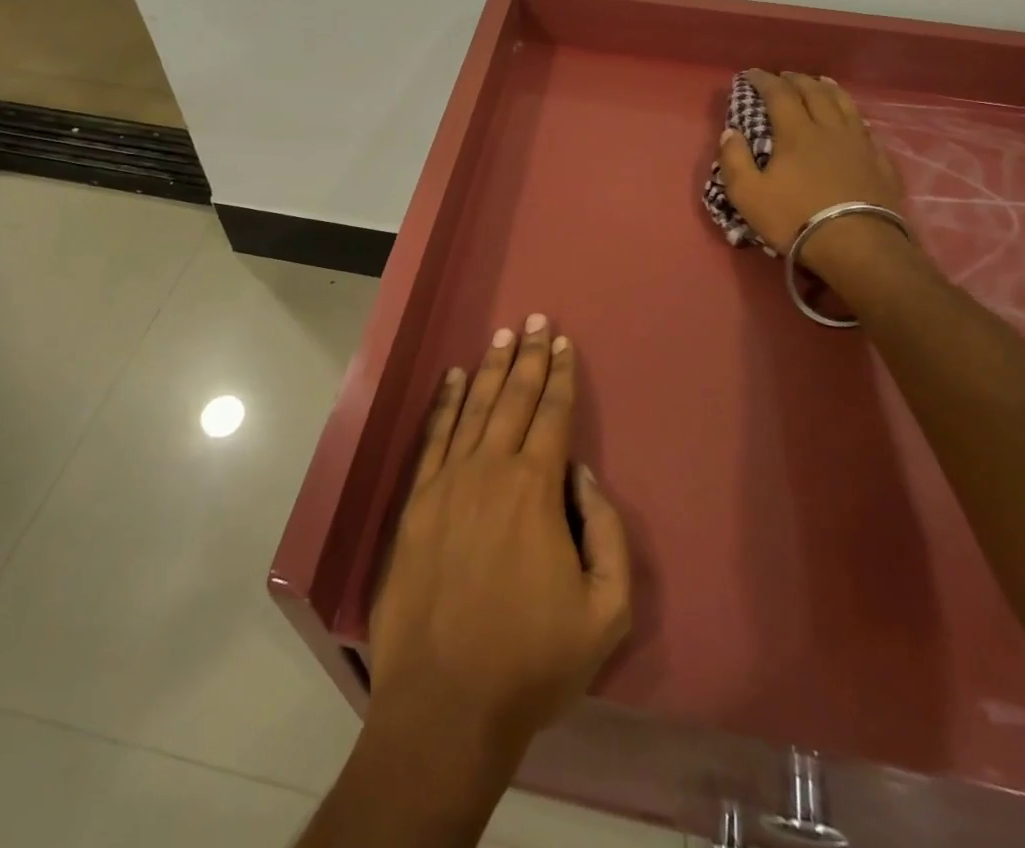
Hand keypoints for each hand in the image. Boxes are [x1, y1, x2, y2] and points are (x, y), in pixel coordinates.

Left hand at [369, 315, 631, 761]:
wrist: (445, 705)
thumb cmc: (532, 662)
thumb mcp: (606, 611)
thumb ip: (607, 533)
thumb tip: (582, 475)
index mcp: (536, 490)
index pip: (553, 415)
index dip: (561, 375)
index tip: (564, 342)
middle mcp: (491, 470)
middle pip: (514, 399)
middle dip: (530, 356)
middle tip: (535, 320)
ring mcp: (448, 483)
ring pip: (474, 409)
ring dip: (492, 369)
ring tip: (503, 336)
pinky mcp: (416, 503)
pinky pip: (434, 437)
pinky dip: (446, 403)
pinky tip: (455, 379)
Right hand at [717, 70, 908, 265]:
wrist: (857, 245)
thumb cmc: (795, 218)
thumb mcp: (748, 195)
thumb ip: (734, 160)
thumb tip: (730, 133)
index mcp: (796, 133)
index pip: (779, 94)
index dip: (764, 80)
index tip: (751, 74)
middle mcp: (829, 128)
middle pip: (814, 92)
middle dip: (795, 79)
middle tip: (783, 76)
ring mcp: (859, 143)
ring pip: (843, 103)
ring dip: (827, 88)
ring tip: (819, 82)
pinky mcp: (879, 162)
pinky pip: (864, 127)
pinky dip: (852, 114)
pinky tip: (851, 118)